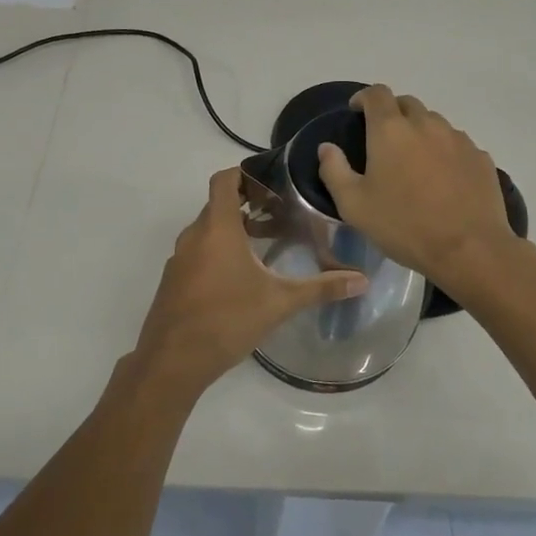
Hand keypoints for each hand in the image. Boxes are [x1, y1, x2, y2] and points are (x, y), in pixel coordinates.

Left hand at [134, 167, 367, 393]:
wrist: (171, 361)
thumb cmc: (227, 320)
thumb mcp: (279, 303)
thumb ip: (320, 288)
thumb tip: (363, 280)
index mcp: (217, 228)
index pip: (224, 180)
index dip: (246, 173)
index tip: (272, 182)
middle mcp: (194, 235)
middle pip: (218, 205)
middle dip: (248, 204)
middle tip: (280, 214)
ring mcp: (179, 258)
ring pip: (207, 230)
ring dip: (233, 230)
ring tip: (265, 244)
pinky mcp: (173, 280)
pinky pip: (197, 252)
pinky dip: (217, 251)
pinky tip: (240, 277)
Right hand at [317, 85, 520, 294]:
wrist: (469, 249)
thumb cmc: (404, 225)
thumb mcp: (354, 205)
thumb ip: (334, 170)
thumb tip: (327, 147)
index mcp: (391, 130)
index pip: (377, 94)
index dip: (364, 98)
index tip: (357, 112)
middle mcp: (426, 124)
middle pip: (407, 104)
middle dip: (392, 113)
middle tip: (384, 140)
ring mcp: (457, 139)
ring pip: (434, 123)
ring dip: (420, 132)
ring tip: (415, 161)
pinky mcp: (480, 157)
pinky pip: (456, 144)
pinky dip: (444, 151)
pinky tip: (443, 178)